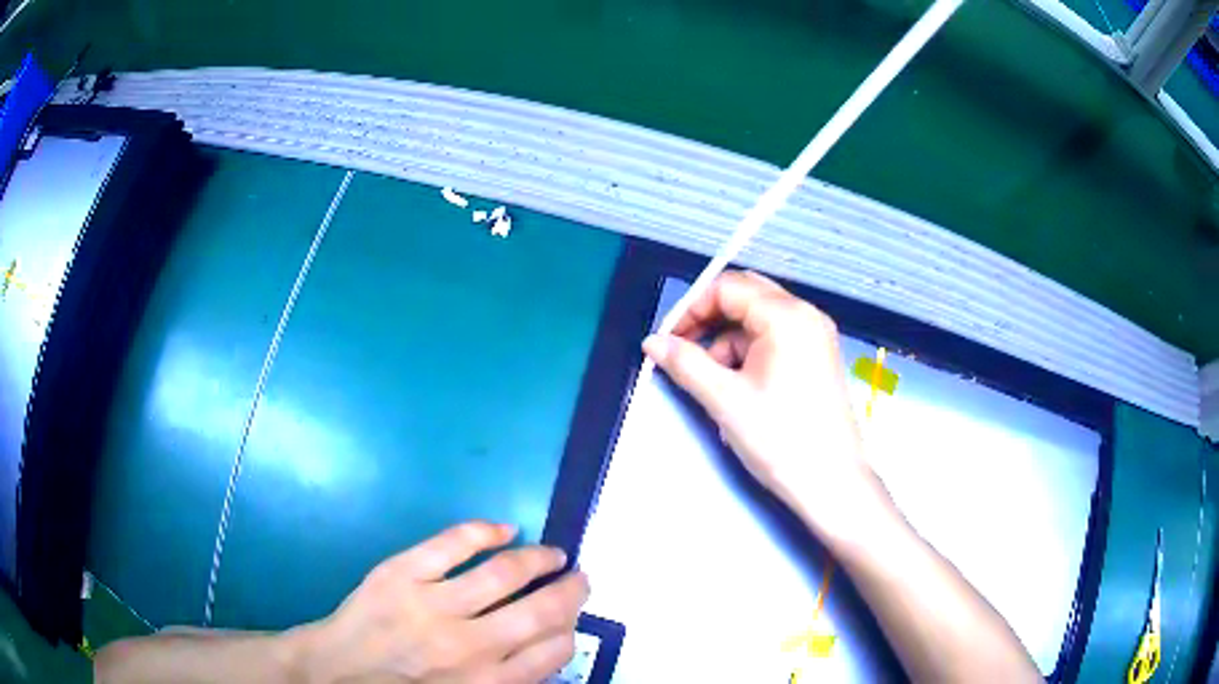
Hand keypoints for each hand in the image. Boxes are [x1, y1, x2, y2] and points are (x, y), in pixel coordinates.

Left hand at [294, 521, 588, 682]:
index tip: (572, 617)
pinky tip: (504, 529)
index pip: (554, 652)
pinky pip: (454, 543)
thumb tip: (545, 651)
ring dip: (540, 557)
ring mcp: (433, 605)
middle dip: (571, 589)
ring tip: (552, 553)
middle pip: (542, 610)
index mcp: (487, 682)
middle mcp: (470, 646)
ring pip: (506, 572)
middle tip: (578, 577)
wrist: (336, 674)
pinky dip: (486, 530)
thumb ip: (506, 681)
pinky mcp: (402, 573)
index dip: (571, 629)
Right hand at [642, 271, 890, 541]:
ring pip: (758, 321)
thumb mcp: (725, 400)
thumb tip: (652, 341)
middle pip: (745, 297)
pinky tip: (739, 391)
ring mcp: (816, 336)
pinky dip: (750, 356)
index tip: (667, 339)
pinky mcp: (819, 357)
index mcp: (786, 316)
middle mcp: (806, 315)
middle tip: (683, 352)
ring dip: (729, 343)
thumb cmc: (780, 439)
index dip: (690, 308)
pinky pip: (775, 340)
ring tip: (714, 386)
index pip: (727, 287)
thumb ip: (685, 363)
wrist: (831, 483)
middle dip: (709, 321)